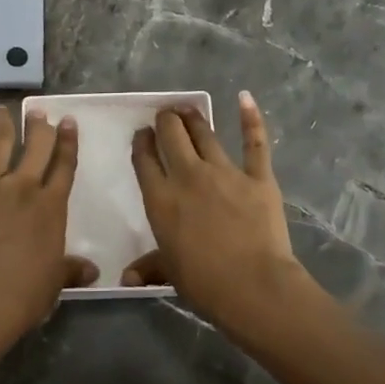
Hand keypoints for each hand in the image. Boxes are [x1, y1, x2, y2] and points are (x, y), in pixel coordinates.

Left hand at [0, 103, 92, 349]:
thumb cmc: (23, 296)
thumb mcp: (55, 282)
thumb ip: (71, 269)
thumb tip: (93, 270)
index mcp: (50, 207)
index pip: (64, 167)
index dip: (67, 143)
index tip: (68, 122)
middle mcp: (21, 187)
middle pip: (35, 149)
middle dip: (39, 128)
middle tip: (40, 113)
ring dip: (1, 125)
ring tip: (2, 110)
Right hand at [127, 92, 306, 328]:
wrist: (253, 286)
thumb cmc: (204, 283)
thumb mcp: (169, 273)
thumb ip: (148, 267)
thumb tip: (126, 279)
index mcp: (161, 199)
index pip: (145, 161)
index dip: (142, 142)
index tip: (142, 134)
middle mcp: (188, 176)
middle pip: (171, 136)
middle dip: (165, 121)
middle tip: (165, 116)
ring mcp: (224, 173)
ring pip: (204, 134)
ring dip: (193, 117)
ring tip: (187, 108)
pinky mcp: (257, 177)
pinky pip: (254, 143)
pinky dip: (251, 118)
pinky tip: (244, 98)